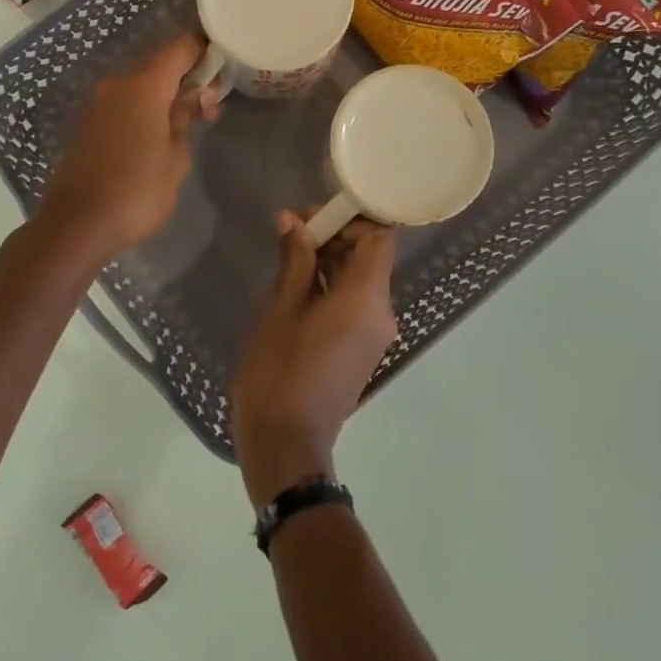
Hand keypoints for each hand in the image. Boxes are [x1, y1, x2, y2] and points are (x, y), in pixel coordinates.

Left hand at [37, 34, 217, 260]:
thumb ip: (185, 118)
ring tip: (186, 126)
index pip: (180, 47)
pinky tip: (157, 135)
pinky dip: (144, 108)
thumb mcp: (175, 158)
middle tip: (210, 108)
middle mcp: (118, 84)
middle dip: (188, 78)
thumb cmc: (137, 193)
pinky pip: (124, 102)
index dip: (204, 51)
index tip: (223, 70)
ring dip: (166, 96)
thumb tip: (192, 96)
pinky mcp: (87, 122)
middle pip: (160, 65)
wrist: (77, 225)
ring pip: (141, 84)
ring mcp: (98, 102)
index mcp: (144, 86)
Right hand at [231, 211, 398, 507]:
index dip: (352, 218)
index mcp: (366, 299)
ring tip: (289, 253)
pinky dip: (333, 286)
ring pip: (362, 280)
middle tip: (292, 229)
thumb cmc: (279, 371)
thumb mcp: (281, 309)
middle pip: (371, 257)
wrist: (286, 445)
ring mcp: (374, 334)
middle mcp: (381, 313)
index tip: (314, 214)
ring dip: (331, 260)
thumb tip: (293, 220)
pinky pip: (356, 303)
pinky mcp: (362, 350)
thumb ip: (294, 260)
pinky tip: (298, 284)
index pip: (381, 238)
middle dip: (336, 236)